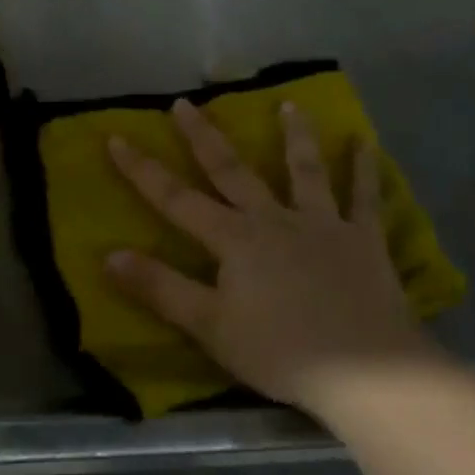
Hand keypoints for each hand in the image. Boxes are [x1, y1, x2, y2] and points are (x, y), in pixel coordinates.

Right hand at [106, 99, 436, 414]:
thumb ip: (161, 288)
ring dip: (295, 135)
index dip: (143, 171)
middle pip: (233, 171)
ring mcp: (323, 224)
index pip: (176, 200)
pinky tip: (364, 140)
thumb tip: (109, 255)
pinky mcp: (364, 239)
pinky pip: (364, 197)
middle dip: (204, 137)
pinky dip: (364, 167)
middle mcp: (275, 219)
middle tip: (185, 103)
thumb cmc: (280, 352)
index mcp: (236, 240)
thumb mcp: (210, 327)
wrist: (364, 371)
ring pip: (304, 171)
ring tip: (290, 103)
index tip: (116, 138)